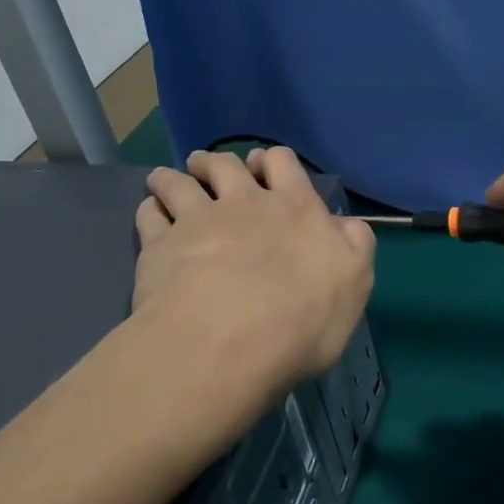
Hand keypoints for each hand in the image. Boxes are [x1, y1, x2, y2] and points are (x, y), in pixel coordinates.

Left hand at [133, 147, 375, 394]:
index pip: (283, 162)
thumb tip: (345, 224)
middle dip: (217, 163)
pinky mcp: (159, 246)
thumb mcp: (354, 282)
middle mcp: (244, 202)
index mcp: (295, 207)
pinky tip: (149, 211)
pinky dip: (149, 208)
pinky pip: (149, 215)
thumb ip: (354, 245)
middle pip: (225, 165)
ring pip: (179, 182)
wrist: (227, 342)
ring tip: (167, 180)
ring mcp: (196, 220)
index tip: (262, 168)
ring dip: (174, 177)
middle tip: (210, 170)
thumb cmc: (303, 317)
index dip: (272, 162)